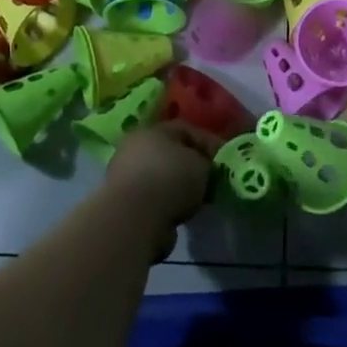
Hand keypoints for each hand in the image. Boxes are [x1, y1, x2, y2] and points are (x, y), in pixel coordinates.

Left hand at [104, 121, 217, 236]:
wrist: (134, 217)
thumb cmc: (171, 179)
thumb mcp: (201, 165)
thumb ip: (206, 163)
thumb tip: (205, 168)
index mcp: (153, 129)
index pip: (186, 129)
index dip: (208, 143)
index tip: (224, 160)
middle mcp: (135, 146)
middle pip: (170, 153)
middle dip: (191, 165)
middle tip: (210, 179)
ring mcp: (124, 174)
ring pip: (160, 177)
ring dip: (177, 187)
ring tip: (197, 200)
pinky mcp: (122, 202)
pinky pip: (152, 198)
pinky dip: (166, 204)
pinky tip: (180, 214)